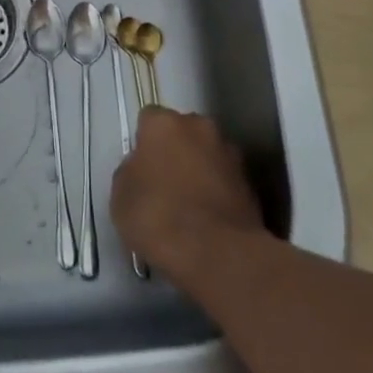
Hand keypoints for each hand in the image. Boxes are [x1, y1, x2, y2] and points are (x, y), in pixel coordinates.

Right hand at [111, 107, 266, 288]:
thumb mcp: (121, 197)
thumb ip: (129, 171)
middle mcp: (199, 126)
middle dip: (175, 150)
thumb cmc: (159, 218)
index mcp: (164, 123)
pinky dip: (218, 191)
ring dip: (199, 169)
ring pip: (207, 153)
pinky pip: (225, 179)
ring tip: (189, 206)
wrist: (220, 254)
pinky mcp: (251, 182)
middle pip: (182, 131)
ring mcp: (229, 152)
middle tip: (164, 184)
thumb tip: (141, 168)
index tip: (140, 167)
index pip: (148, 118)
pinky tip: (209, 220)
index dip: (143, 141)